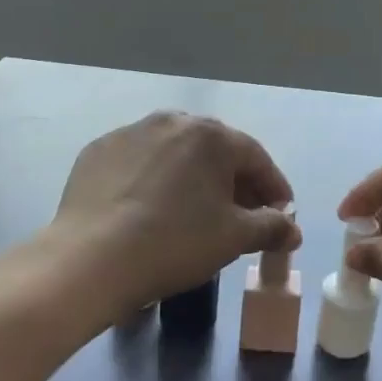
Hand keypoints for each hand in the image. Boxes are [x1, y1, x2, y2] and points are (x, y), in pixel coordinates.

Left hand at [49, 111, 298, 321]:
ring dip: (192, 178)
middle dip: (234, 182)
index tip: (281, 214)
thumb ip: (270, 227)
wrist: (89, 259)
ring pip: (175, 153)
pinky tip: (148, 208)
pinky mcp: (99, 150)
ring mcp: (131, 132)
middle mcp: (173, 121)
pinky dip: (152, 180)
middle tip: (241, 216)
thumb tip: (292, 228)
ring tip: (194, 211)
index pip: (256, 158)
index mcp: (211, 135)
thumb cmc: (174, 243)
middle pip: (215, 152)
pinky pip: (139, 162)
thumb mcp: (233, 238)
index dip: (274, 188)